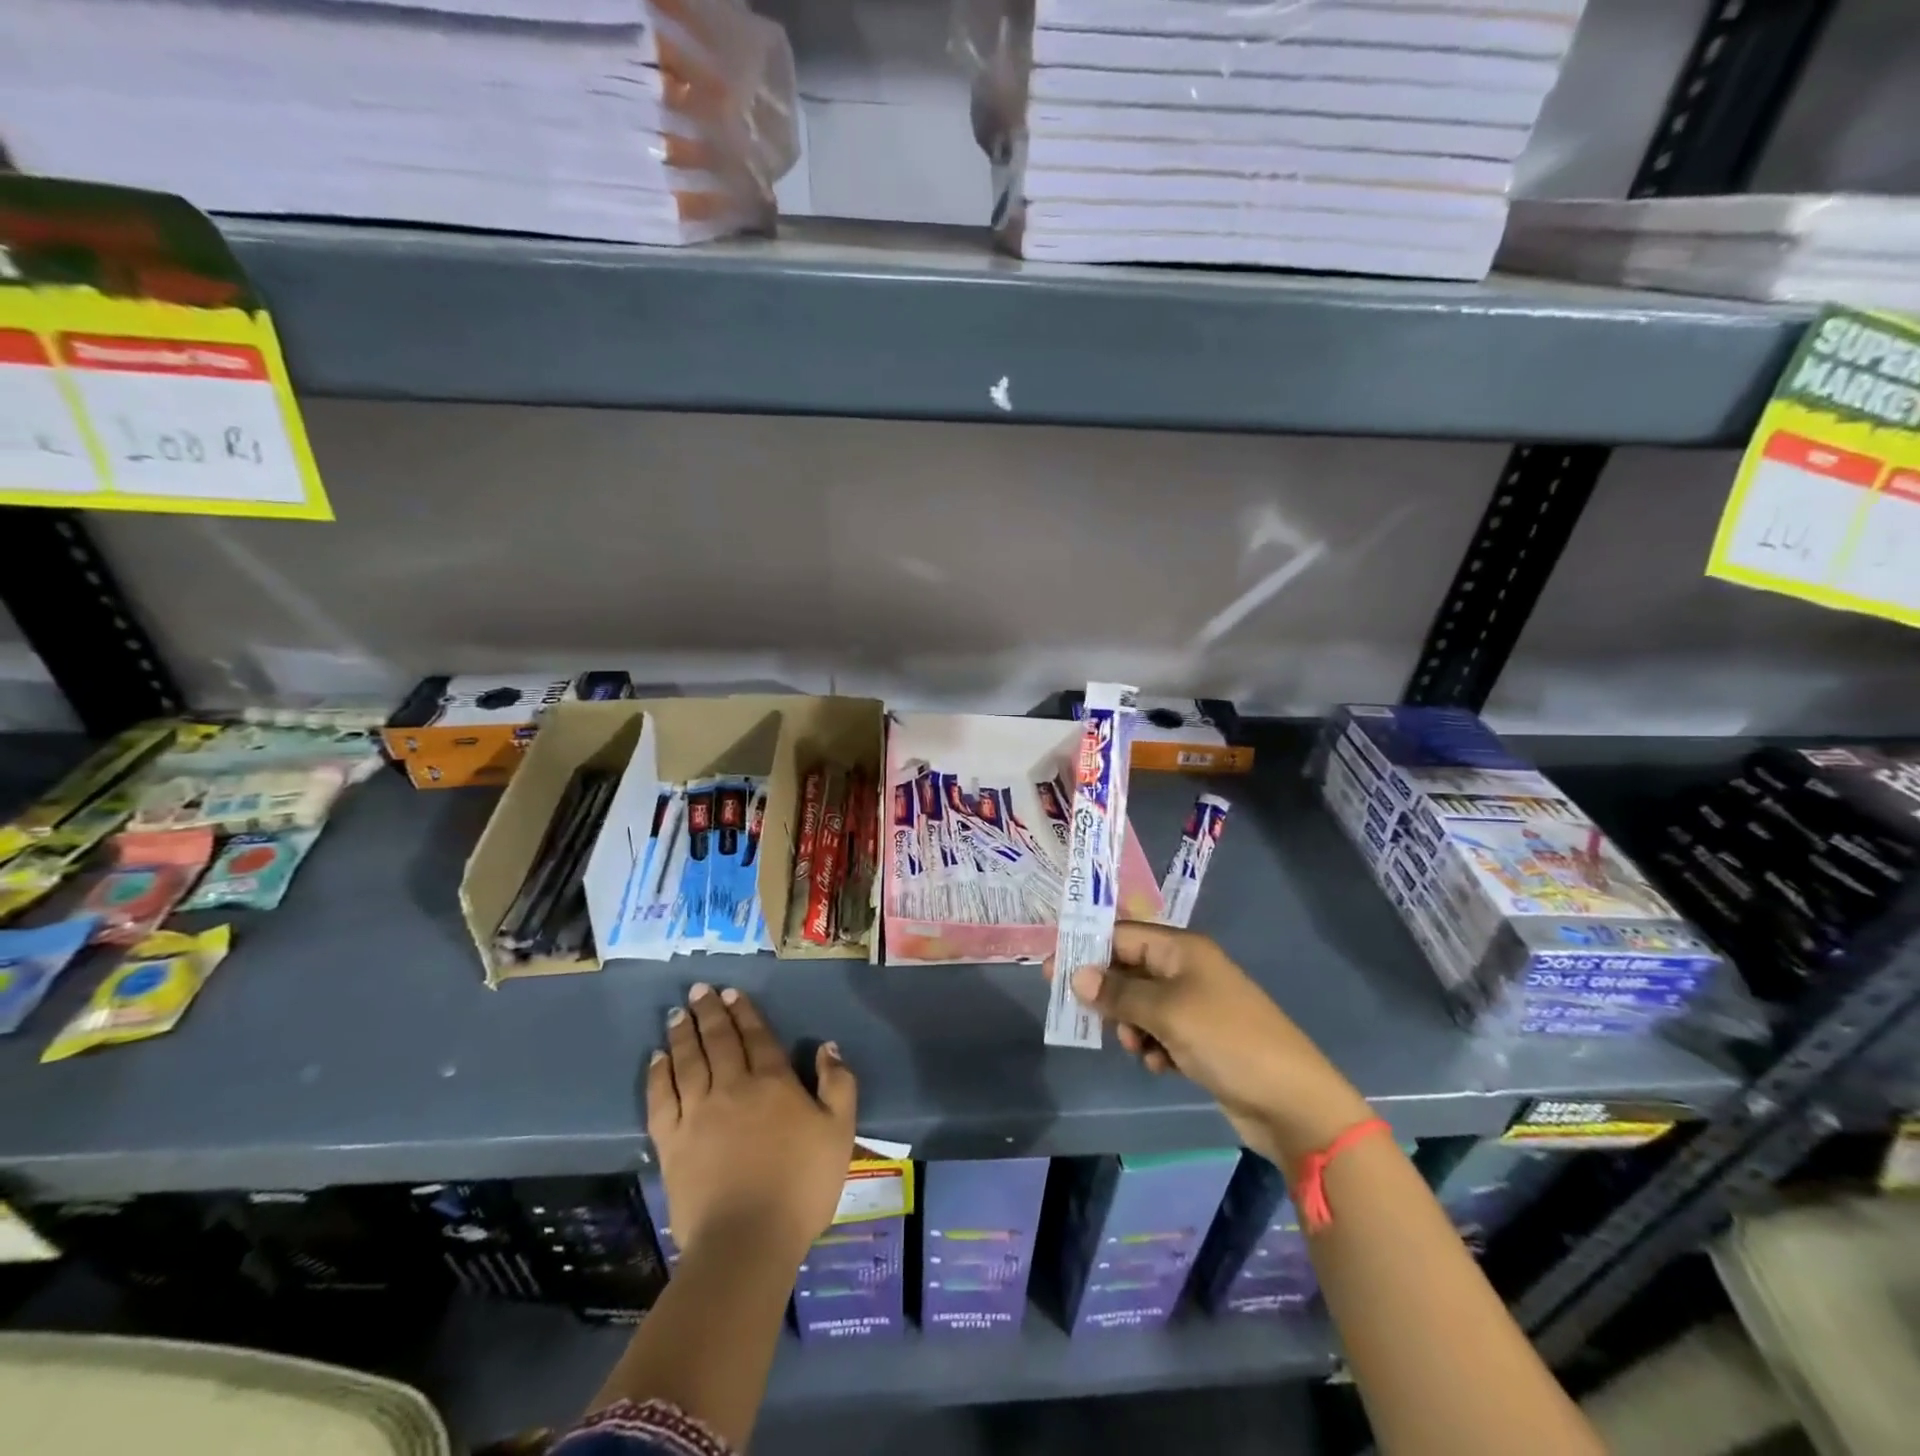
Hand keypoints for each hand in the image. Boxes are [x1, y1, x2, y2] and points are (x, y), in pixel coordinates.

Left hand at [648, 983, 856, 1264]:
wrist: (747, 1241)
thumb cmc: (801, 1186)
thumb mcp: (840, 1132)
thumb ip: (838, 1084)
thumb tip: (828, 1047)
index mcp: (773, 1082)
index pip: (756, 1037)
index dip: (744, 1012)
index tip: (731, 992)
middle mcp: (732, 1087)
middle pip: (718, 1041)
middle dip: (709, 1013)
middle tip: (699, 990)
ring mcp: (698, 1113)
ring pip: (688, 1061)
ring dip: (682, 1034)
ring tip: (677, 1014)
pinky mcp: (672, 1143)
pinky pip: (661, 1098)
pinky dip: (658, 1074)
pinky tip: (657, 1059)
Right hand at [1050, 923, 1373, 1166]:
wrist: (1292, 1101)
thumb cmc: (1227, 1040)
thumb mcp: (1166, 1011)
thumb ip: (1118, 992)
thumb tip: (1076, 976)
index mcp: (1182, 949)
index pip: (1122, 935)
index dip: (1086, 950)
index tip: (1052, 972)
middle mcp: (1187, 970)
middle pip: (1129, 970)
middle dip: (1109, 995)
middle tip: (1090, 1019)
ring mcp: (1196, 1005)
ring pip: (1141, 1005)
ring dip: (1131, 1026)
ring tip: (1139, 1048)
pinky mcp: (1201, 1039)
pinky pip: (1159, 1032)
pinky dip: (1153, 1046)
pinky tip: (1161, 1065)